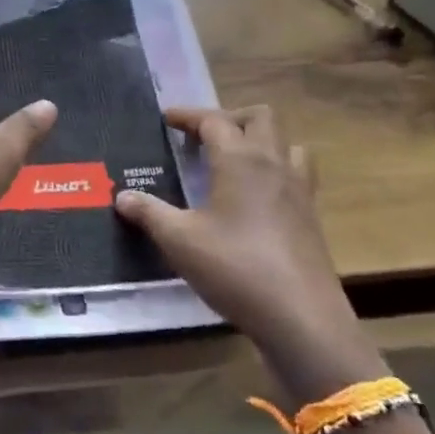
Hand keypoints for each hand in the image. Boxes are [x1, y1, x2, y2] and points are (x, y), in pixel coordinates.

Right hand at [116, 106, 386, 404]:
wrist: (301, 318)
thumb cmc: (235, 268)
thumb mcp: (179, 240)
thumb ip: (149, 213)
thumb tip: (123, 196)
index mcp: (240, 160)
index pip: (213, 121)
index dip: (188, 116)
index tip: (167, 119)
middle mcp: (273, 165)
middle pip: (261, 118)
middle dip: (230, 118)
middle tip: (204, 137)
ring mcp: (299, 191)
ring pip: (288, 143)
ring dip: (261, 141)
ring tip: (235, 161)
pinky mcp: (312, 218)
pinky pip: (298, 175)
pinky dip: (276, 171)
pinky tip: (256, 198)